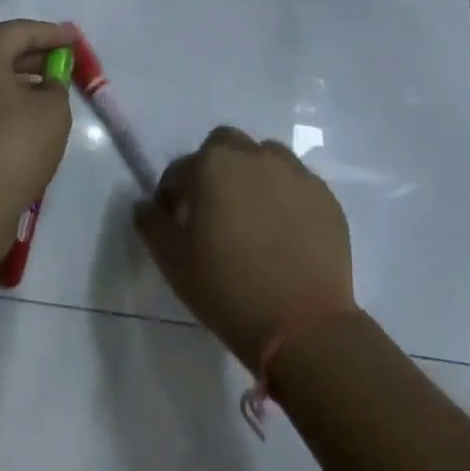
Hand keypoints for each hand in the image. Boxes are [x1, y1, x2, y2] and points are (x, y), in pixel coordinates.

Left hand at [0, 18, 75, 257]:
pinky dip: (4, 100)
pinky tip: (26, 114)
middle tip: (63, 60)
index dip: (51, 33)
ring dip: (19, 79)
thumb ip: (55, 85)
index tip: (75, 37)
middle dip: (34, 54)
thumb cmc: (15, 145)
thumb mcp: (53, 108)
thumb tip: (43, 86)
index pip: (17, 32)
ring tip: (49, 87)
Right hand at [136, 126, 356, 363]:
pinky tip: (283, 230)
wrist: (303, 325)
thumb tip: (145, 205)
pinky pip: (295, 182)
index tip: (175, 224)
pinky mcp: (324, 196)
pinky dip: (284, 195)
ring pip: (264, 156)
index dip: (172, 196)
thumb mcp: (172, 261)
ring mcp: (294, 173)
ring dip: (251, 174)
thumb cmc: (227, 289)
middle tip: (213, 209)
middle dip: (213, 168)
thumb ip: (151, 224)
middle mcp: (253, 156)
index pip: (179, 170)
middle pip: (224, 145)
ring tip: (252, 215)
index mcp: (211, 166)